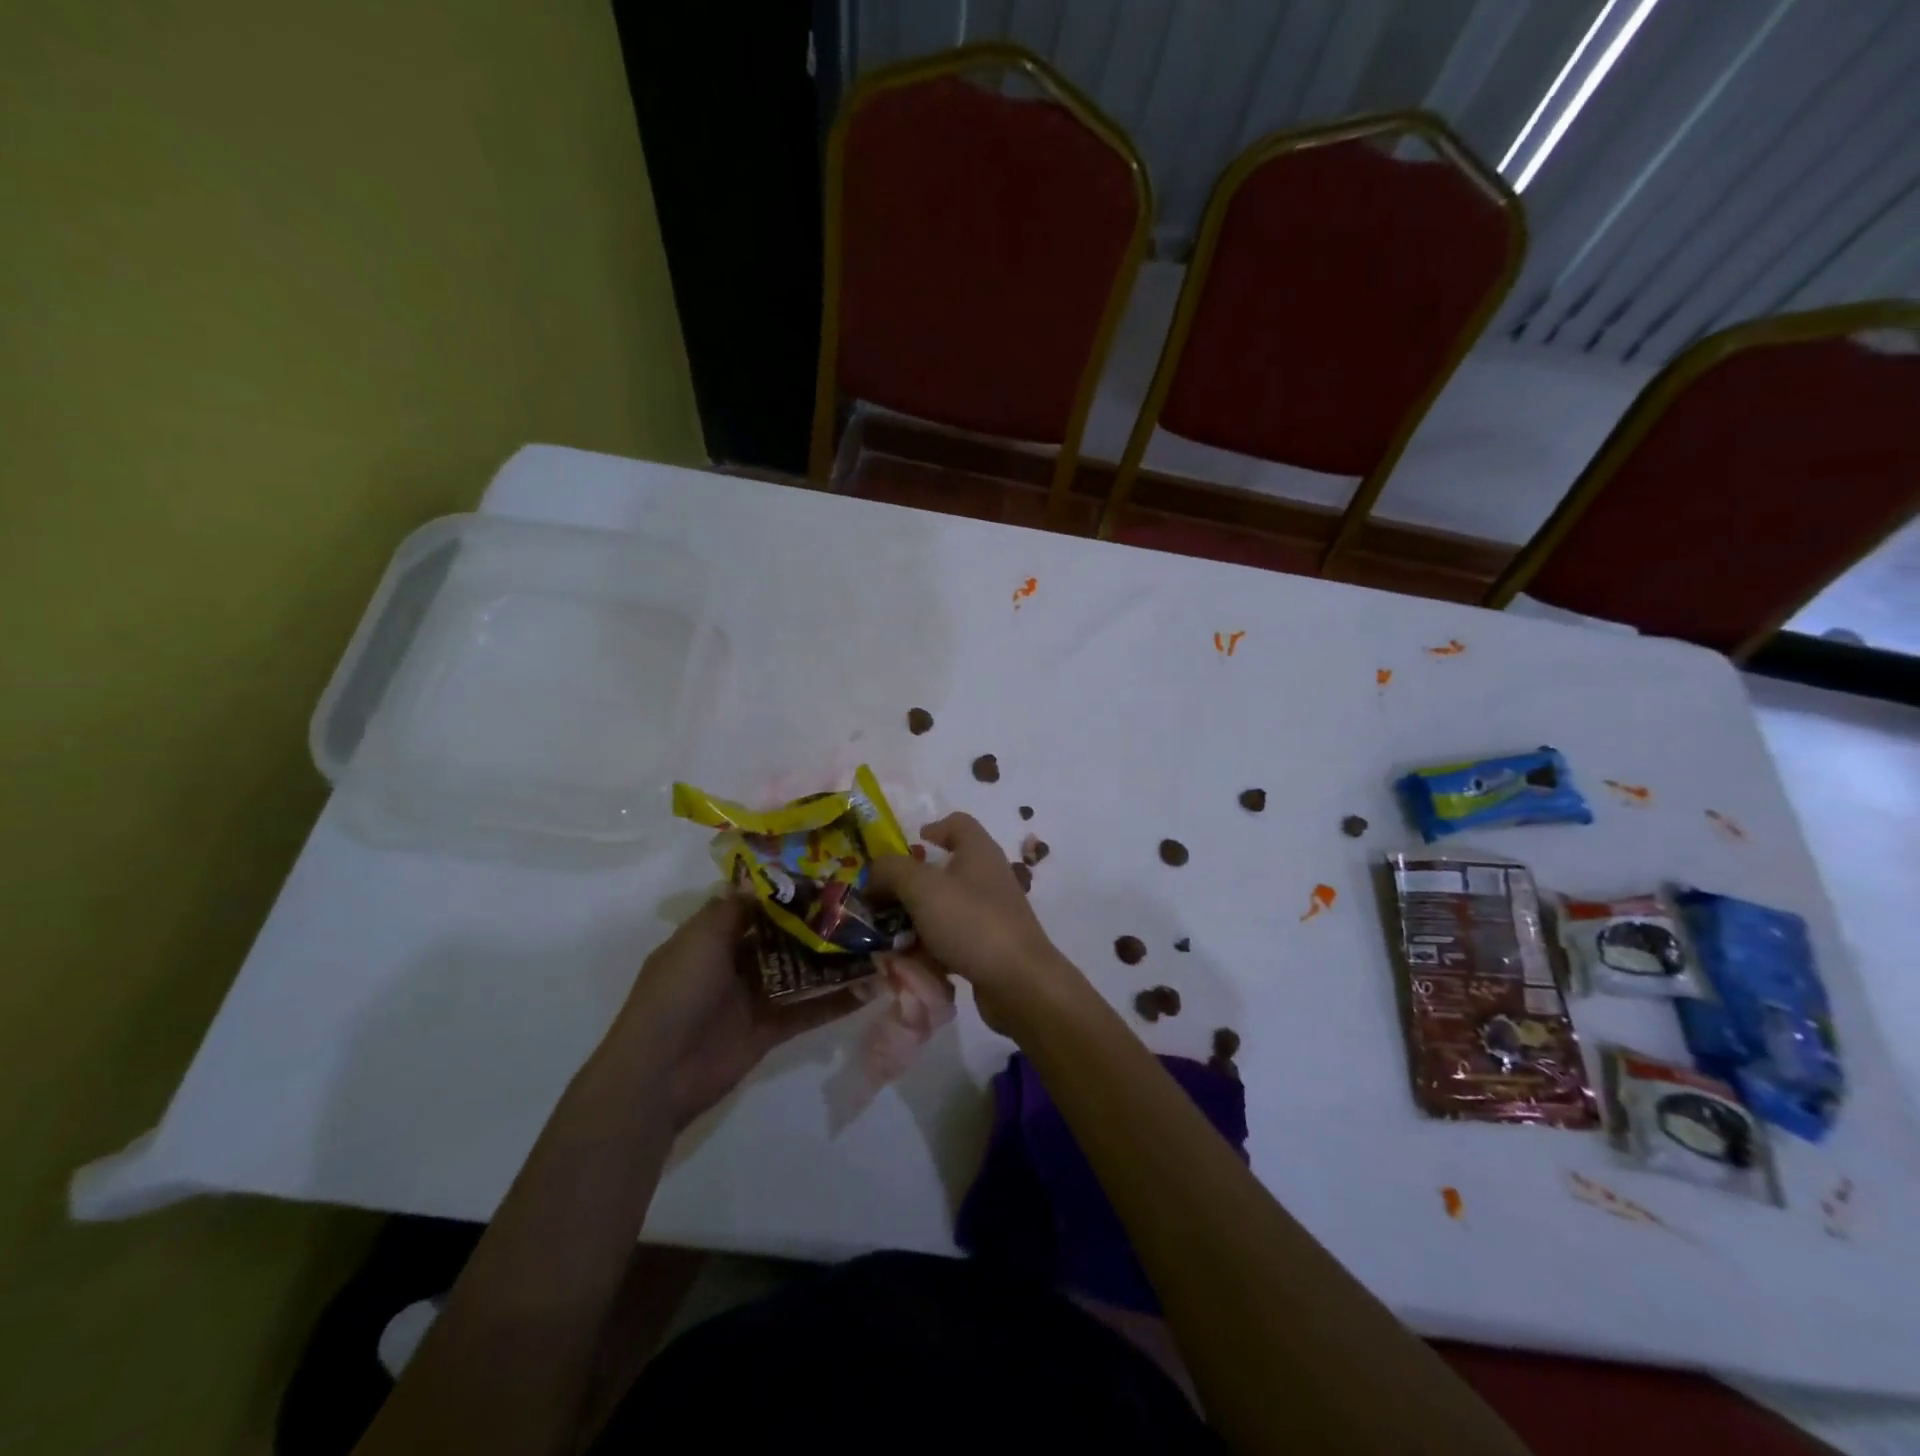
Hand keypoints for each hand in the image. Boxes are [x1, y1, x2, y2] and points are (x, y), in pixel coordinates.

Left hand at [611, 895, 857, 1131]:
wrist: (658, 1073)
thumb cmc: (678, 993)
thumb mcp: (700, 938)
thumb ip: (733, 908)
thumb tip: (761, 882)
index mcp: (712, 937)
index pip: (755, 906)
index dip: (787, 893)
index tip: (826, 877)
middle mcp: (735, 962)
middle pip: (783, 937)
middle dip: (818, 924)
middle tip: (862, 908)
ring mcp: (754, 997)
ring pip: (801, 972)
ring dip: (833, 961)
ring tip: (875, 943)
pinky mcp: (770, 1030)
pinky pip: (808, 1010)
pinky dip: (837, 1001)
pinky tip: (870, 988)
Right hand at [868, 813, 1089, 1032]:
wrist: (1019, 981)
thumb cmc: (971, 922)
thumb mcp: (922, 888)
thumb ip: (891, 871)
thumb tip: (872, 873)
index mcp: (978, 851)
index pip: (957, 823)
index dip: (932, 828)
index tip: (907, 846)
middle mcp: (988, 876)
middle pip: (944, 868)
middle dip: (910, 883)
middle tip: (881, 899)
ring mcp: (991, 912)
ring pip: (945, 906)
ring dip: (916, 919)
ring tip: (887, 936)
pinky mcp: (990, 944)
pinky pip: (953, 937)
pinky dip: (931, 946)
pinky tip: (911, 962)